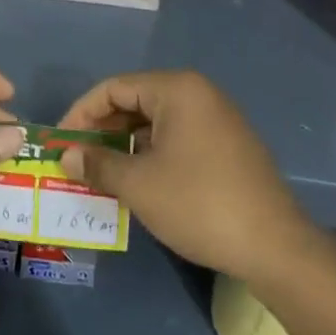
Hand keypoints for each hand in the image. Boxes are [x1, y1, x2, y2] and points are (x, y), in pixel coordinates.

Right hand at [58, 70, 314, 284]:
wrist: (275, 246)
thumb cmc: (199, 204)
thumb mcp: (139, 184)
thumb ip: (98, 163)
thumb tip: (67, 155)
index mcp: (177, 89)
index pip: (114, 88)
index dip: (81, 114)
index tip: (60, 143)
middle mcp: (198, 93)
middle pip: (135, 101)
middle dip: (102, 130)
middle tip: (77, 160)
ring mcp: (217, 118)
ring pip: (155, 122)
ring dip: (125, 144)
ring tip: (101, 174)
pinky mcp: (227, 144)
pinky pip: (177, 137)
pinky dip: (151, 153)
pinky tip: (137, 180)